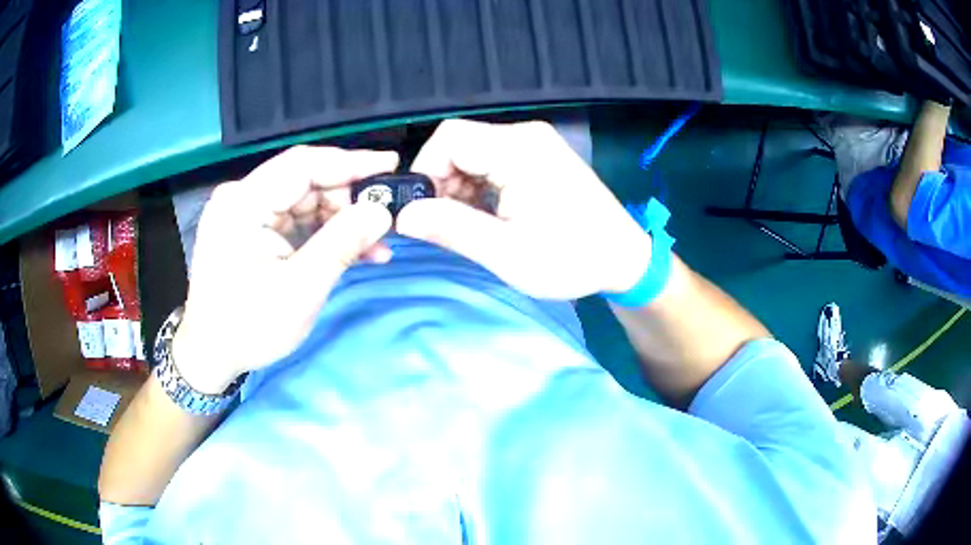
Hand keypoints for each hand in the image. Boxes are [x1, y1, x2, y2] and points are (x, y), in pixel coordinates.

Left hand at [173, 146, 398, 393]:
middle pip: (304, 181)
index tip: (391, 164)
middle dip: (346, 201)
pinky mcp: (249, 228)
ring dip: (338, 220)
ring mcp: (243, 212)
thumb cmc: (248, 327)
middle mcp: (241, 197)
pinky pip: (293, 219)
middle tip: (381, 225)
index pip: (303, 165)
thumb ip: (341, 245)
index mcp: (243, 203)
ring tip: (373, 246)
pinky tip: (348, 250)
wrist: (211, 354)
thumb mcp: (299, 290)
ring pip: (303, 200)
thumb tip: (382, 212)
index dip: (350, 162)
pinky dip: (321, 232)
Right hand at [396, 119, 651, 299]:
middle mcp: (525, 136)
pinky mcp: (540, 156)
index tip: (423, 212)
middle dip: (441, 183)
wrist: (624, 259)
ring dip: (459, 187)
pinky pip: (492, 161)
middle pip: (459, 144)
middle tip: (445, 225)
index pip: (448, 139)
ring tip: (469, 225)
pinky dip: (479, 187)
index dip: (425, 171)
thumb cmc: (571, 258)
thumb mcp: (506, 252)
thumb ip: (451, 229)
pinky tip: (487, 215)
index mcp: (518, 149)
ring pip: (473, 153)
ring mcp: (535, 144)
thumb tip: (402, 215)